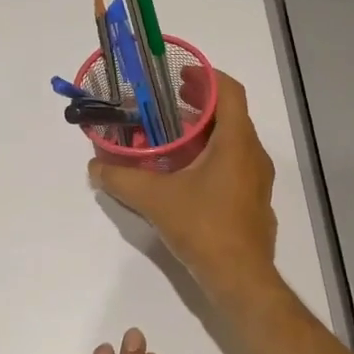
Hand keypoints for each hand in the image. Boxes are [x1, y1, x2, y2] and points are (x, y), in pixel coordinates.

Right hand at [88, 70, 278, 296]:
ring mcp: (258, 180)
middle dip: (201, 104)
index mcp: (237, 142)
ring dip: (206, 132)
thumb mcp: (155, 200)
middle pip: (231, 115)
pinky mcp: (254, 201)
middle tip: (168, 101)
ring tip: (172, 136)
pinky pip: (235, 164)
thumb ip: (122, 179)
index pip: (230, 92)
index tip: (181, 75)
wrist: (241, 277)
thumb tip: (95, 167)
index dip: (207, 77)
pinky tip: (187, 173)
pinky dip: (213, 156)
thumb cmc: (204, 228)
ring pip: (233, 141)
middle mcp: (253, 154)